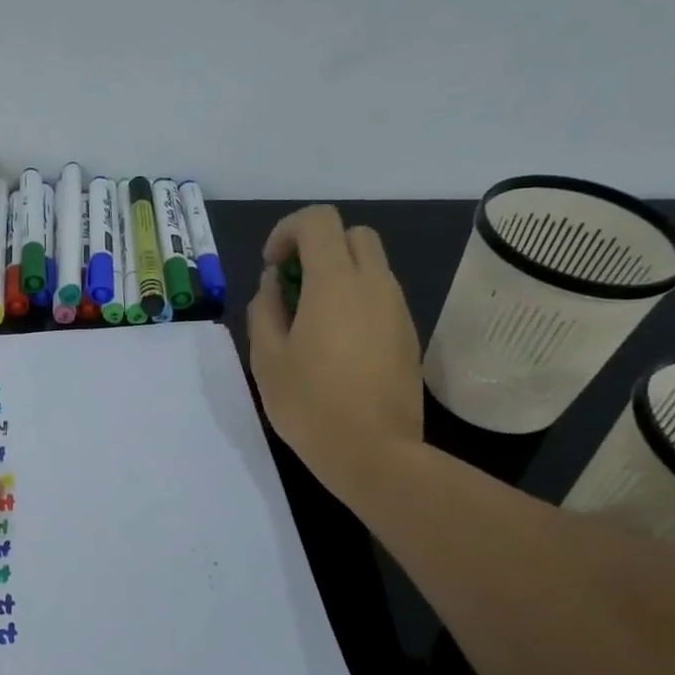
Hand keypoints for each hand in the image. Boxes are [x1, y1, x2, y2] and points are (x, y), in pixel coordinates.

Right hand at [247, 205, 423, 502]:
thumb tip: (275, 283)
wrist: (374, 453)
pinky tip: (337, 344)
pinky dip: (356, 300)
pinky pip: (381, 297)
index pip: (318, 221)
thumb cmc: (310, 405)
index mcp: (335, 283)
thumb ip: (265, 309)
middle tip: (294, 285)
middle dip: (319, 246)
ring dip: (339, 275)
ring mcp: (397, 309)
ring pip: (371, 265)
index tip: (272, 266)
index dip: (288, 231)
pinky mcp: (408, 335)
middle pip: (353, 234)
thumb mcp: (267, 358)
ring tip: (311, 320)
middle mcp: (374, 284)